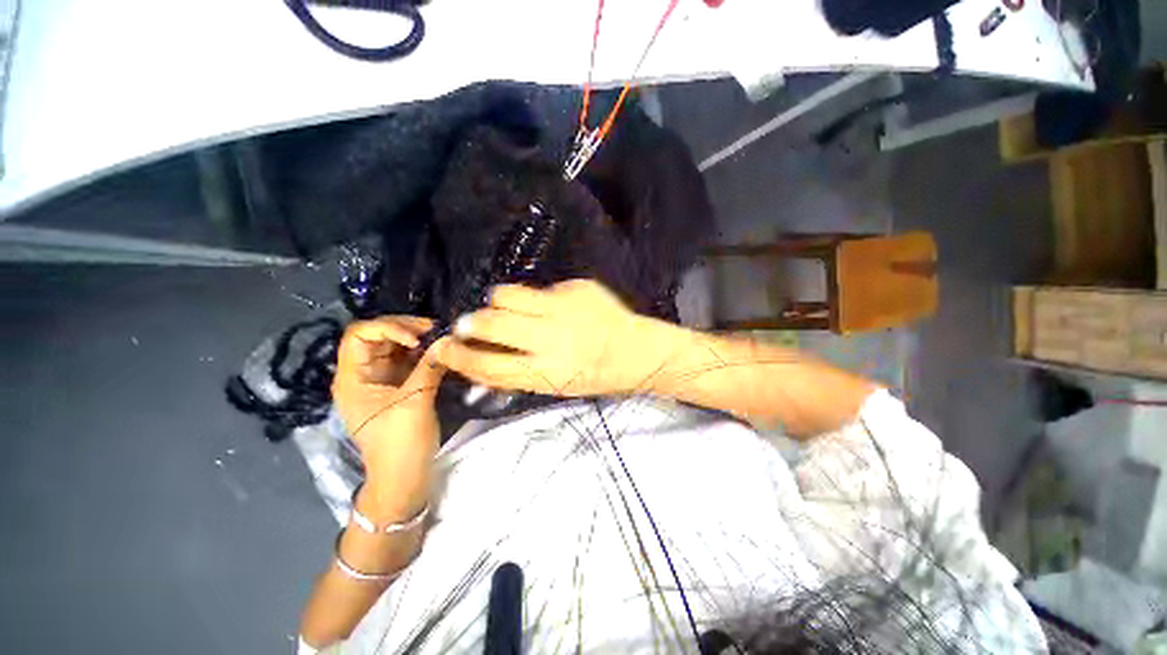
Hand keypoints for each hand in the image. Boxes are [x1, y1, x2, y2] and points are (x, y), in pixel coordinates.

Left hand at [333, 317, 445, 517]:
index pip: (359, 335)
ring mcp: (381, 380)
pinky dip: (424, 352)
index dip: (387, 328)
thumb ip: (430, 367)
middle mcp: (363, 374)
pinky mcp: (399, 386)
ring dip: (418, 338)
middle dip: (406, 328)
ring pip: (395, 347)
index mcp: (352, 378)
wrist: (404, 476)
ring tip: (442, 337)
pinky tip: (440, 351)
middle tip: (436, 329)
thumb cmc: (400, 442)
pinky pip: (409, 360)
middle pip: (377, 337)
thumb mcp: (415, 402)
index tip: (417, 339)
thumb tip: (449, 339)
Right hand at [433, 279, 663, 396]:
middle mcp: (553, 337)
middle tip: (469, 325)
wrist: (635, 350)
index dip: (458, 356)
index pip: (487, 364)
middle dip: (469, 323)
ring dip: (498, 303)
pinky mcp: (576, 287)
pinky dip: (536, 299)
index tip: (443, 349)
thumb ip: (517, 375)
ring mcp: (564, 306)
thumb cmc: (595, 375)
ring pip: (507, 294)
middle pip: (490, 322)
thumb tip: (477, 364)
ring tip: (509, 310)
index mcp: (548, 371)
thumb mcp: (556, 387)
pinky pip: (540, 288)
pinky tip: (552, 308)